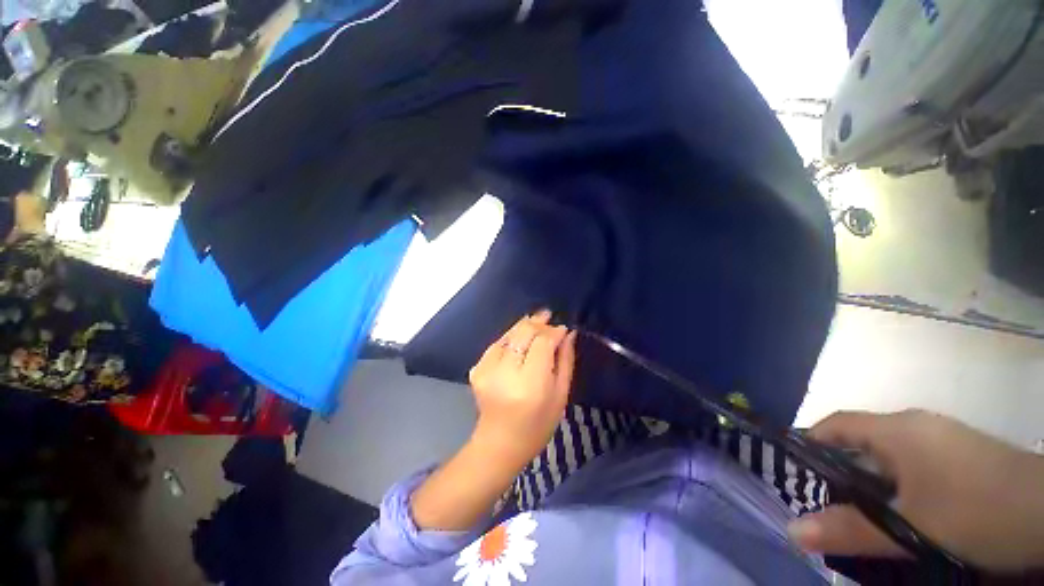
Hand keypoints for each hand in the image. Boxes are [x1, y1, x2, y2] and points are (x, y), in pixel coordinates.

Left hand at [410, 311, 576, 530]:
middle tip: (549, 317)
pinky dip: (511, 337)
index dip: (553, 331)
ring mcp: (487, 369)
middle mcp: (505, 373)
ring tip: (538, 321)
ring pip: (509, 334)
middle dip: (539, 323)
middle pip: (523, 333)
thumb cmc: (538, 425)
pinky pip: (498, 343)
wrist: (499, 444)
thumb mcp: (560, 395)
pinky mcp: (477, 368)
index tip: (563, 328)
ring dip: (524, 325)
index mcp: (530, 384)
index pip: (542, 343)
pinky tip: (521, 338)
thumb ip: (565, 361)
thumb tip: (568, 333)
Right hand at [788, 410, 1043, 571]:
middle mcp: (914, 426)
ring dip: (869, 482)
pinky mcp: (960, 455)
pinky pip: (913, 465)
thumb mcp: (913, 530)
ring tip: (861, 515)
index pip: (836, 425)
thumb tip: (793, 530)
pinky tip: (904, 513)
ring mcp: (941, 439)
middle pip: (861, 441)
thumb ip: (853, 530)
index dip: (810, 442)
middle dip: (839, 470)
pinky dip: (897, 486)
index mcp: (897, 430)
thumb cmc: (978, 511)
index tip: (793, 471)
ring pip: (888, 456)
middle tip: (824, 504)